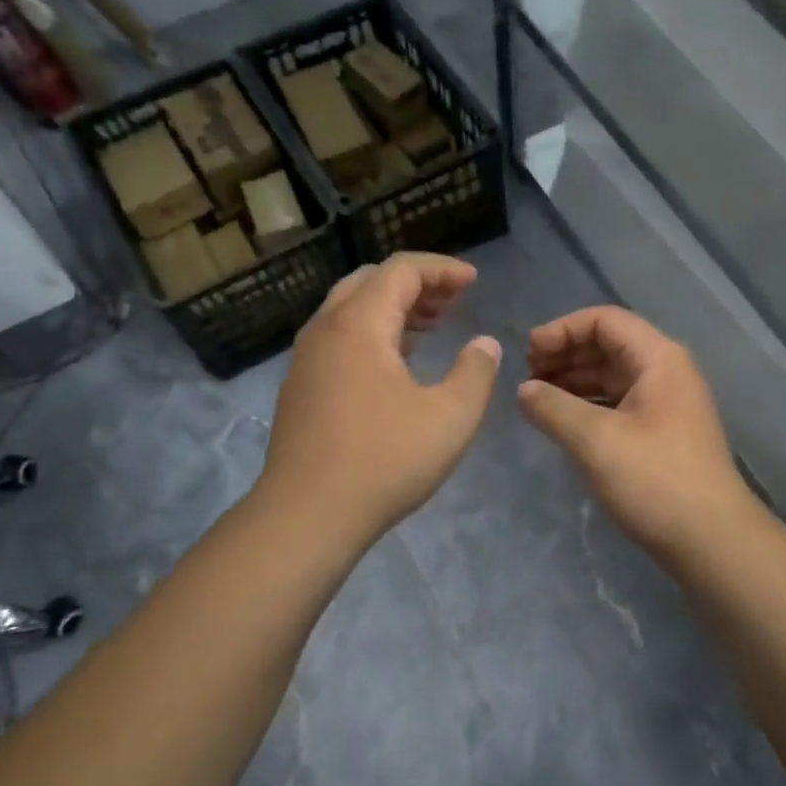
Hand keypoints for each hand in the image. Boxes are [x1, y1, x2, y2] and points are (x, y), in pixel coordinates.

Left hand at [260, 253, 501, 540]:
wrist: (307, 516)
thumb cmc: (384, 461)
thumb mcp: (450, 417)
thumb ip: (475, 372)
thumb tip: (485, 344)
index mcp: (358, 325)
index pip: (400, 270)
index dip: (441, 269)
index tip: (473, 282)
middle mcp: (325, 331)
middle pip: (370, 282)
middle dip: (416, 284)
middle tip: (453, 302)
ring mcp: (306, 360)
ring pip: (351, 311)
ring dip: (393, 309)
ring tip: (431, 326)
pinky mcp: (301, 389)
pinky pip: (339, 339)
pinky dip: (373, 334)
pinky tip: (397, 364)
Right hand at [519, 306, 756, 558]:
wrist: (711, 539)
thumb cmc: (655, 480)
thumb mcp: (596, 441)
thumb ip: (553, 408)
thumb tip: (523, 390)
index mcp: (659, 359)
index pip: (605, 321)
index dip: (563, 329)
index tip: (528, 353)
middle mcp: (667, 372)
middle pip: (610, 345)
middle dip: (566, 354)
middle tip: (527, 376)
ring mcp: (668, 404)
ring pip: (613, 377)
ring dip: (574, 381)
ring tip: (537, 398)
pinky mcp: (664, 433)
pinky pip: (620, 403)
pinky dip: (589, 405)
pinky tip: (564, 422)